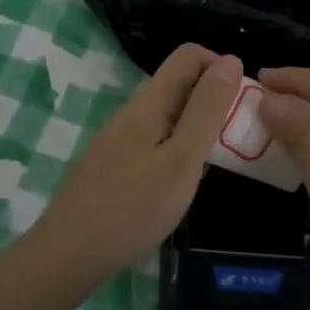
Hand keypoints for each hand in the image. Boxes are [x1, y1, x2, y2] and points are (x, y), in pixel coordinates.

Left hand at [35, 44, 242, 283]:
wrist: (68, 254)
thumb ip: (207, 110)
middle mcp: (133, 111)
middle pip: (180, 83)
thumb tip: (230, 60)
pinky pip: (155, 139)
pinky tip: (181, 183)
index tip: (241, 103)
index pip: (189, 55)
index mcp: (149, 102)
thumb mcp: (182, 159)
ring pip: (168, 114)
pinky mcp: (114, 162)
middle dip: (213, 100)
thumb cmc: (133, 208)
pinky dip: (178, 148)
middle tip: (235, 140)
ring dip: (197, 127)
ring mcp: (120, 137)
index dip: (220, 67)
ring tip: (213, 164)